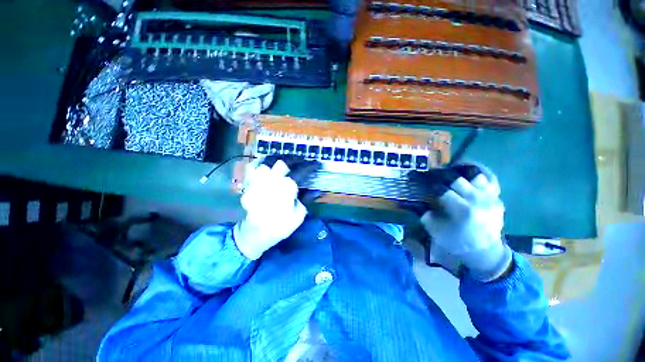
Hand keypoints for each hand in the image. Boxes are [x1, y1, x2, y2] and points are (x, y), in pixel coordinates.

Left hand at [234, 156, 319, 259]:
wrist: (256, 232)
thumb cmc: (280, 225)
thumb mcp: (299, 214)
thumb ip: (306, 198)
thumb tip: (316, 189)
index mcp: (286, 187)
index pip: (301, 171)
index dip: (311, 167)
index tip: (317, 164)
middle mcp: (272, 179)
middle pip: (284, 161)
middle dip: (296, 160)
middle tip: (303, 162)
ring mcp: (259, 179)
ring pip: (268, 160)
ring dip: (280, 159)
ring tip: (287, 161)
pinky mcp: (250, 183)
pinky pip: (253, 166)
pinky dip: (262, 163)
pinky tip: (268, 165)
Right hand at [417, 164, 511, 281]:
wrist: (484, 252)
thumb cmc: (456, 241)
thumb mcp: (435, 230)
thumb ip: (424, 213)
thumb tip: (413, 200)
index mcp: (461, 210)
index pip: (441, 189)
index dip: (427, 182)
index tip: (418, 177)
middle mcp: (477, 200)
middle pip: (456, 179)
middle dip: (440, 174)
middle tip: (431, 174)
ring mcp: (490, 198)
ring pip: (474, 175)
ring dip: (459, 174)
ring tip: (449, 175)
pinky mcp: (497, 198)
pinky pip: (488, 180)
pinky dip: (476, 176)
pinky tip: (466, 178)